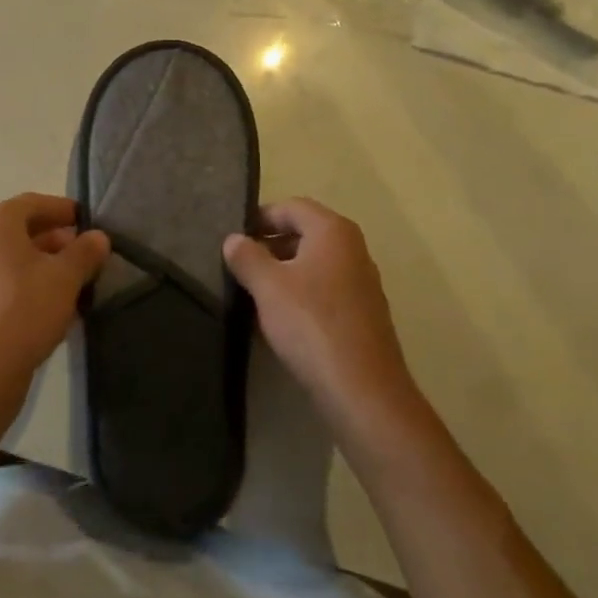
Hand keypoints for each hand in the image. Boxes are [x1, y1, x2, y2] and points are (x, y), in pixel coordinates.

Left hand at [0, 193, 110, 413]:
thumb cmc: (24, 309)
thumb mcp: (65, 277)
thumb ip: (84, 252)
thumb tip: (98, 236)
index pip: (35, 202)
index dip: (64, 209)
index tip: (89, 222)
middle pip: (24, 229)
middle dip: (58, 240)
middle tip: (88, 256)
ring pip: (17, 259)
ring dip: (48, 266)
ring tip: (78, 283)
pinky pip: (9, 283)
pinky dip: (33, 286)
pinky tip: (57, 308)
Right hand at [224, 199, 422, 444]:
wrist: (363, 391)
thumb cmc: (311, 324)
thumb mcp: (268, 286)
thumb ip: (247, 257)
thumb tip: (233, 239)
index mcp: (333, 231)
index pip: (291, 206)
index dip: (260, 217)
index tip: (234, 237)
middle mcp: (353, 249)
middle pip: (304, 233)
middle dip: (270, 245)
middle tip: (239, 264)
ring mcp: (362, 282)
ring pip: (314, 263)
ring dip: (284, 271)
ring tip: (254, 292)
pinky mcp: (363, 314)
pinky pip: (325, 290)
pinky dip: (301, 294)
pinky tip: (279, 319)